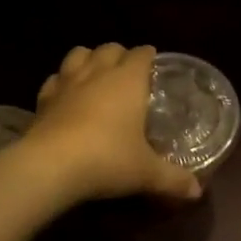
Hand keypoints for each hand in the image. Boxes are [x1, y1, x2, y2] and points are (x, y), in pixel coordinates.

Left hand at [22, 44, 202, 205]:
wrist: (50, 166)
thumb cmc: (107, 159)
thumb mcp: (146, 173)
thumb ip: (173, 179)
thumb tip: (196, 192)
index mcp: (128, 80)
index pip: (141, 54)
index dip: (148, 56)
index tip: (154, 64)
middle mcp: (98, 73)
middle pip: (109, 48)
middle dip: (119, 55)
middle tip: (128, 72)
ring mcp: (67, 83)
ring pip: (78, 54)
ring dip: (88, 59)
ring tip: (95, 75)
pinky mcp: (43, 99)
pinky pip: (54, 79)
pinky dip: (62, 82)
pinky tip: (65, 96)